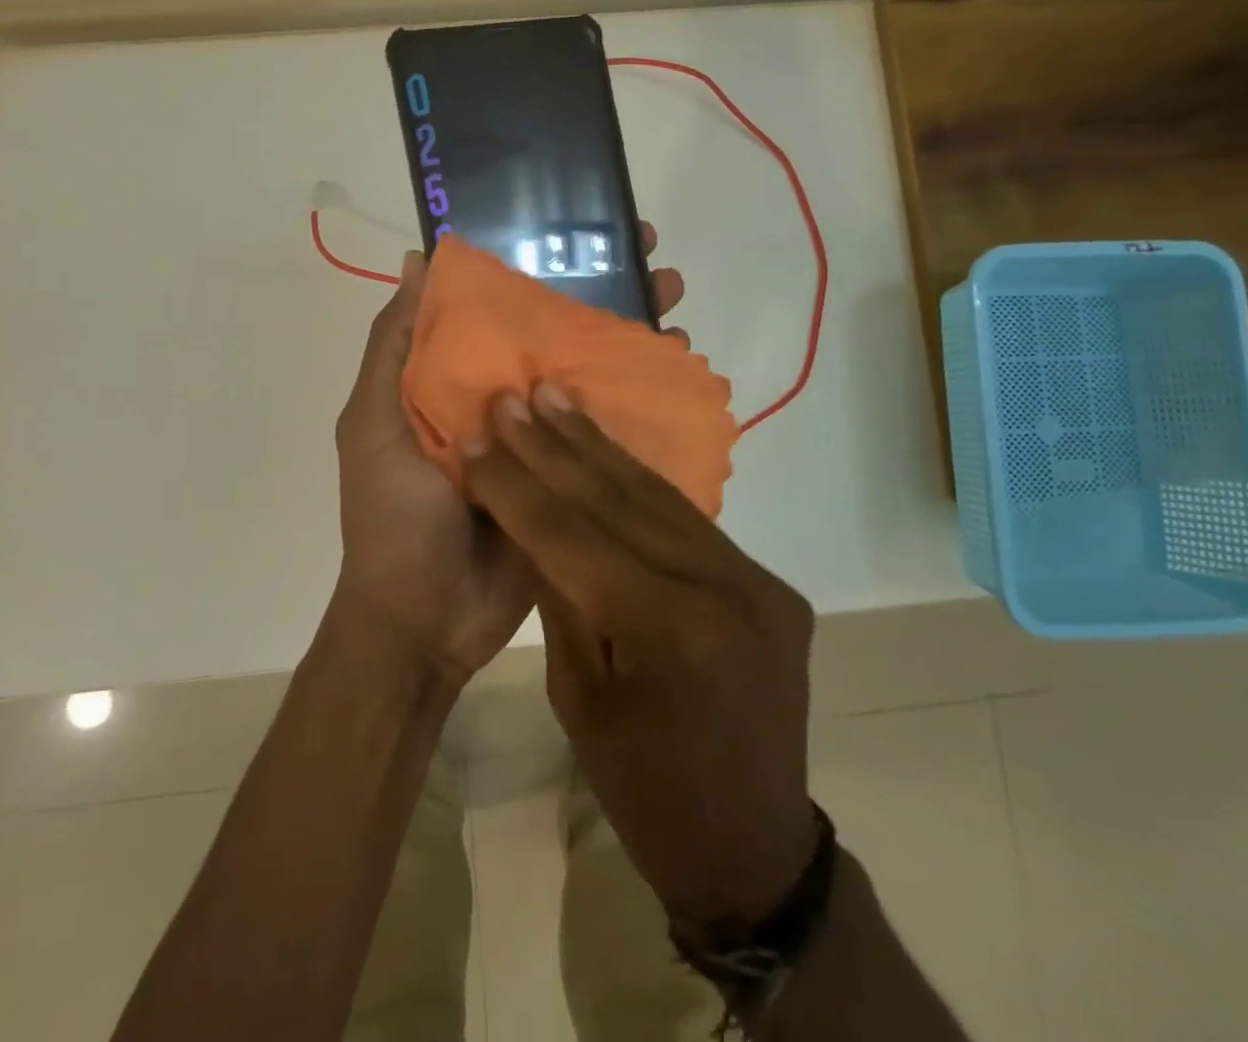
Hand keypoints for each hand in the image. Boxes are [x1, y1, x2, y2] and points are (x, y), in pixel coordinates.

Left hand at [332, 226, 687, 685]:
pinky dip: (641, 401)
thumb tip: (416, 259)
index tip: (576, 224)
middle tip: (646, 253)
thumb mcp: (374, 422)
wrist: (425, 621)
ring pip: (590, 373)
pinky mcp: (574, 477)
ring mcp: (543, 436)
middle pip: (555, 331)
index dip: (536, 263)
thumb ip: (392, 347)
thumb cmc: (392, 514)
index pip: (499, 305)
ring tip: (673, 301)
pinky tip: (676, 373)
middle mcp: (502, 396)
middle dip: (600, 289)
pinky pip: (609, 432)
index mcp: (454, 376)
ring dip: (630, 336)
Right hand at [461, 386, 817, 925]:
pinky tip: (605, 448)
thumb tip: (536, 522)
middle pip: (620, 502)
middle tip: (516, 397)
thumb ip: (562, 598)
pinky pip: (688, 520)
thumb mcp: (580, 700)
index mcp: (673, 633)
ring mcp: (757, 581)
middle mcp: (726, 590)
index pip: (575, 539)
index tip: (480, 438)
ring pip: (659, 497)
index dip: (518, 487)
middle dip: (555, 448)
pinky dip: (639, 481)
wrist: (752, 850)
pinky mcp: (767, 582)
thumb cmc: (647, 793)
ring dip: (598, 448)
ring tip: (556, 400)